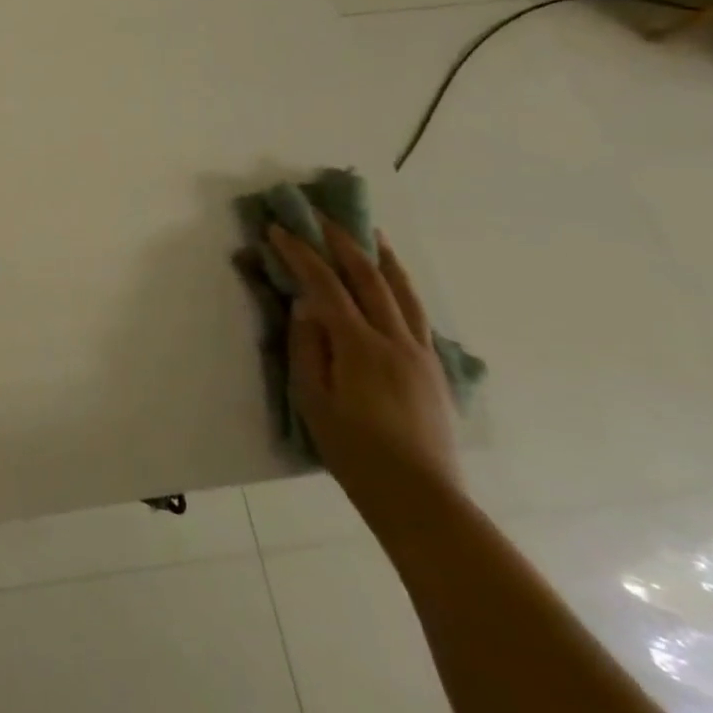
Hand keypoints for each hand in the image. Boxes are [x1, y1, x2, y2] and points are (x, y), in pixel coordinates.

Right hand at [267, 220, 461, 535]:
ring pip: (402, 290)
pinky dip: (401, 285)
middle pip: (368, 277)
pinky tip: (392, 278)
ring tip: (367, 231)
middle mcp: (395, 339)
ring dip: (380, 255)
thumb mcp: (312, 398)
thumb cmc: (353, 450)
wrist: (419, 496)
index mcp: (360, 346)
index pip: (325, 286)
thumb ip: (306, 346)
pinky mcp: (434, 366)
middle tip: (320, 216)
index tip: (278, 230)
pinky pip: (418, 312)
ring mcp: (421, 351)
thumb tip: (304, 305)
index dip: (300, 254)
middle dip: (341, 241)